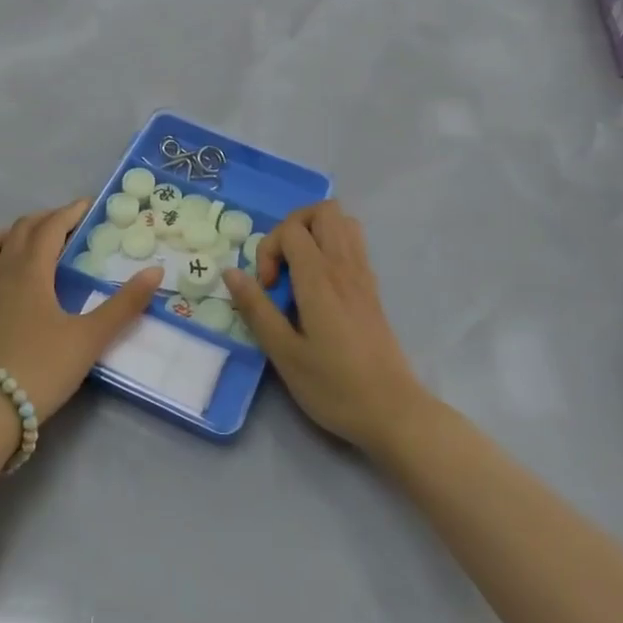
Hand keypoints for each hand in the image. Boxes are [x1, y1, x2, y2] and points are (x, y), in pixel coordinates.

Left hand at [0, 200, 163, 419]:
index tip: (89, 205)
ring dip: (10, 234)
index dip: (71, 212)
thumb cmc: (41, 368)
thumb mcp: (90, 338)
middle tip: (68, 224)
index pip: (51, 227)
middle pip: (20, 229)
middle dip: (46, 219)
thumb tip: (155, 271)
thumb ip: (124, 304)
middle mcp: (1, 271)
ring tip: (29, 242)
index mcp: (31, 270)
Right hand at [223, 200, 425, 452]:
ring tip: (299, 267)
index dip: (269, 249)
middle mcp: (344, 266)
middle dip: (293, 226)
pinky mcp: (373, 288)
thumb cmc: (334, 387)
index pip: (291, 229)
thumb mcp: (284, 354)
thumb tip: (230, 272)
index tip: (266, 288)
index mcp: (319, 279)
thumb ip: (256, 309)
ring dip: (315, 232)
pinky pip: (354, 243)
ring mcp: (363, 274)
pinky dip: (333, 246)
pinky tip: (320, 283)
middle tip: (281, 264)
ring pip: (343, 221)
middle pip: (323, 210)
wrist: (393, 411)